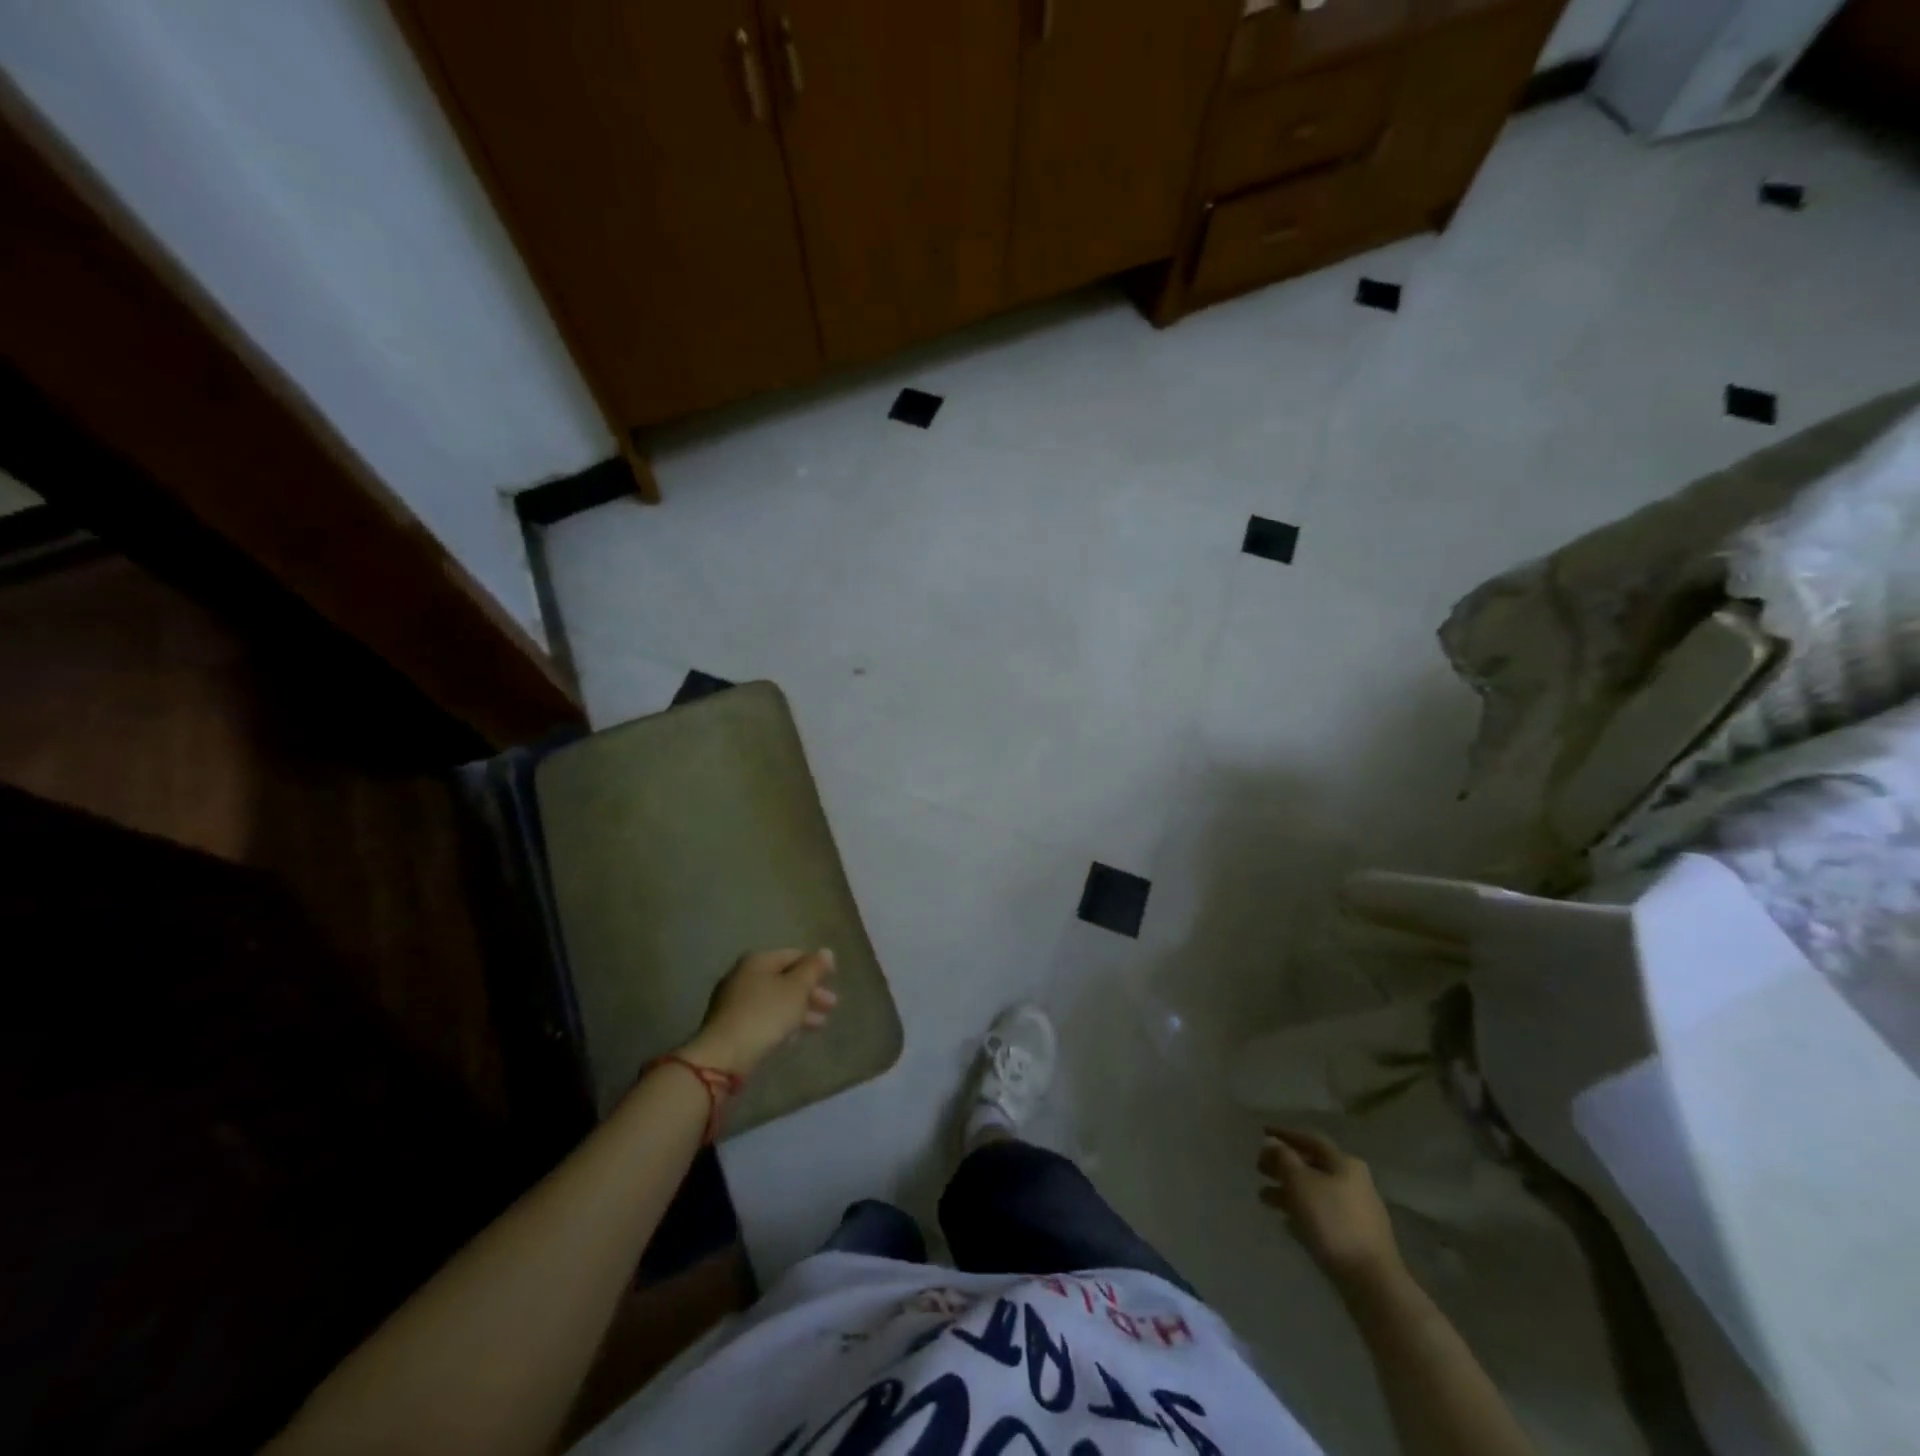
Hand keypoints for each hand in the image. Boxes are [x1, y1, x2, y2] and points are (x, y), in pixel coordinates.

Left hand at [681, 948, 837, 1077]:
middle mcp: (743, 975)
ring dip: (798, 1009)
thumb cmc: (765, 1015)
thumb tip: (825, 952)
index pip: (793, 955)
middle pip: (784, 978)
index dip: (815, 966)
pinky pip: (762, 1017)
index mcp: (758, 961)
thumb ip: (813, 969)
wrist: (724, 1056)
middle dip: (809, 992)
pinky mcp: (730, 1025)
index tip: (833, 979)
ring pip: (774, 1000)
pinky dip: (781, 1022)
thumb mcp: (796, 989)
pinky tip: (793, 1036)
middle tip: (831, 1006)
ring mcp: (733, 1001)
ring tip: (819, 1024)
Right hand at [1258, 1127, 1403, 1294]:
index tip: (1262, 1132)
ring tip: (1264, 1198)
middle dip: (1284, 1166)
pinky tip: (1286, 1222)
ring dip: (1289, 1191)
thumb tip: (1273, 1143)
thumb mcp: (1299, 1182)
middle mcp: (1354, 1181)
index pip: (1309, 1139)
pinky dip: (1303, 1212)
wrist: (1371, 1282)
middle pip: (1312, 1166)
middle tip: (1259, 1169)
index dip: (1284, 1134)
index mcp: (1344, 1163)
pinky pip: (1323, 1215)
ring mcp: (1358, 1211)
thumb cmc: (1332, 1222)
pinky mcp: (1357, 1237)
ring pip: (1316, 1192)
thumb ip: (1283, 1158)